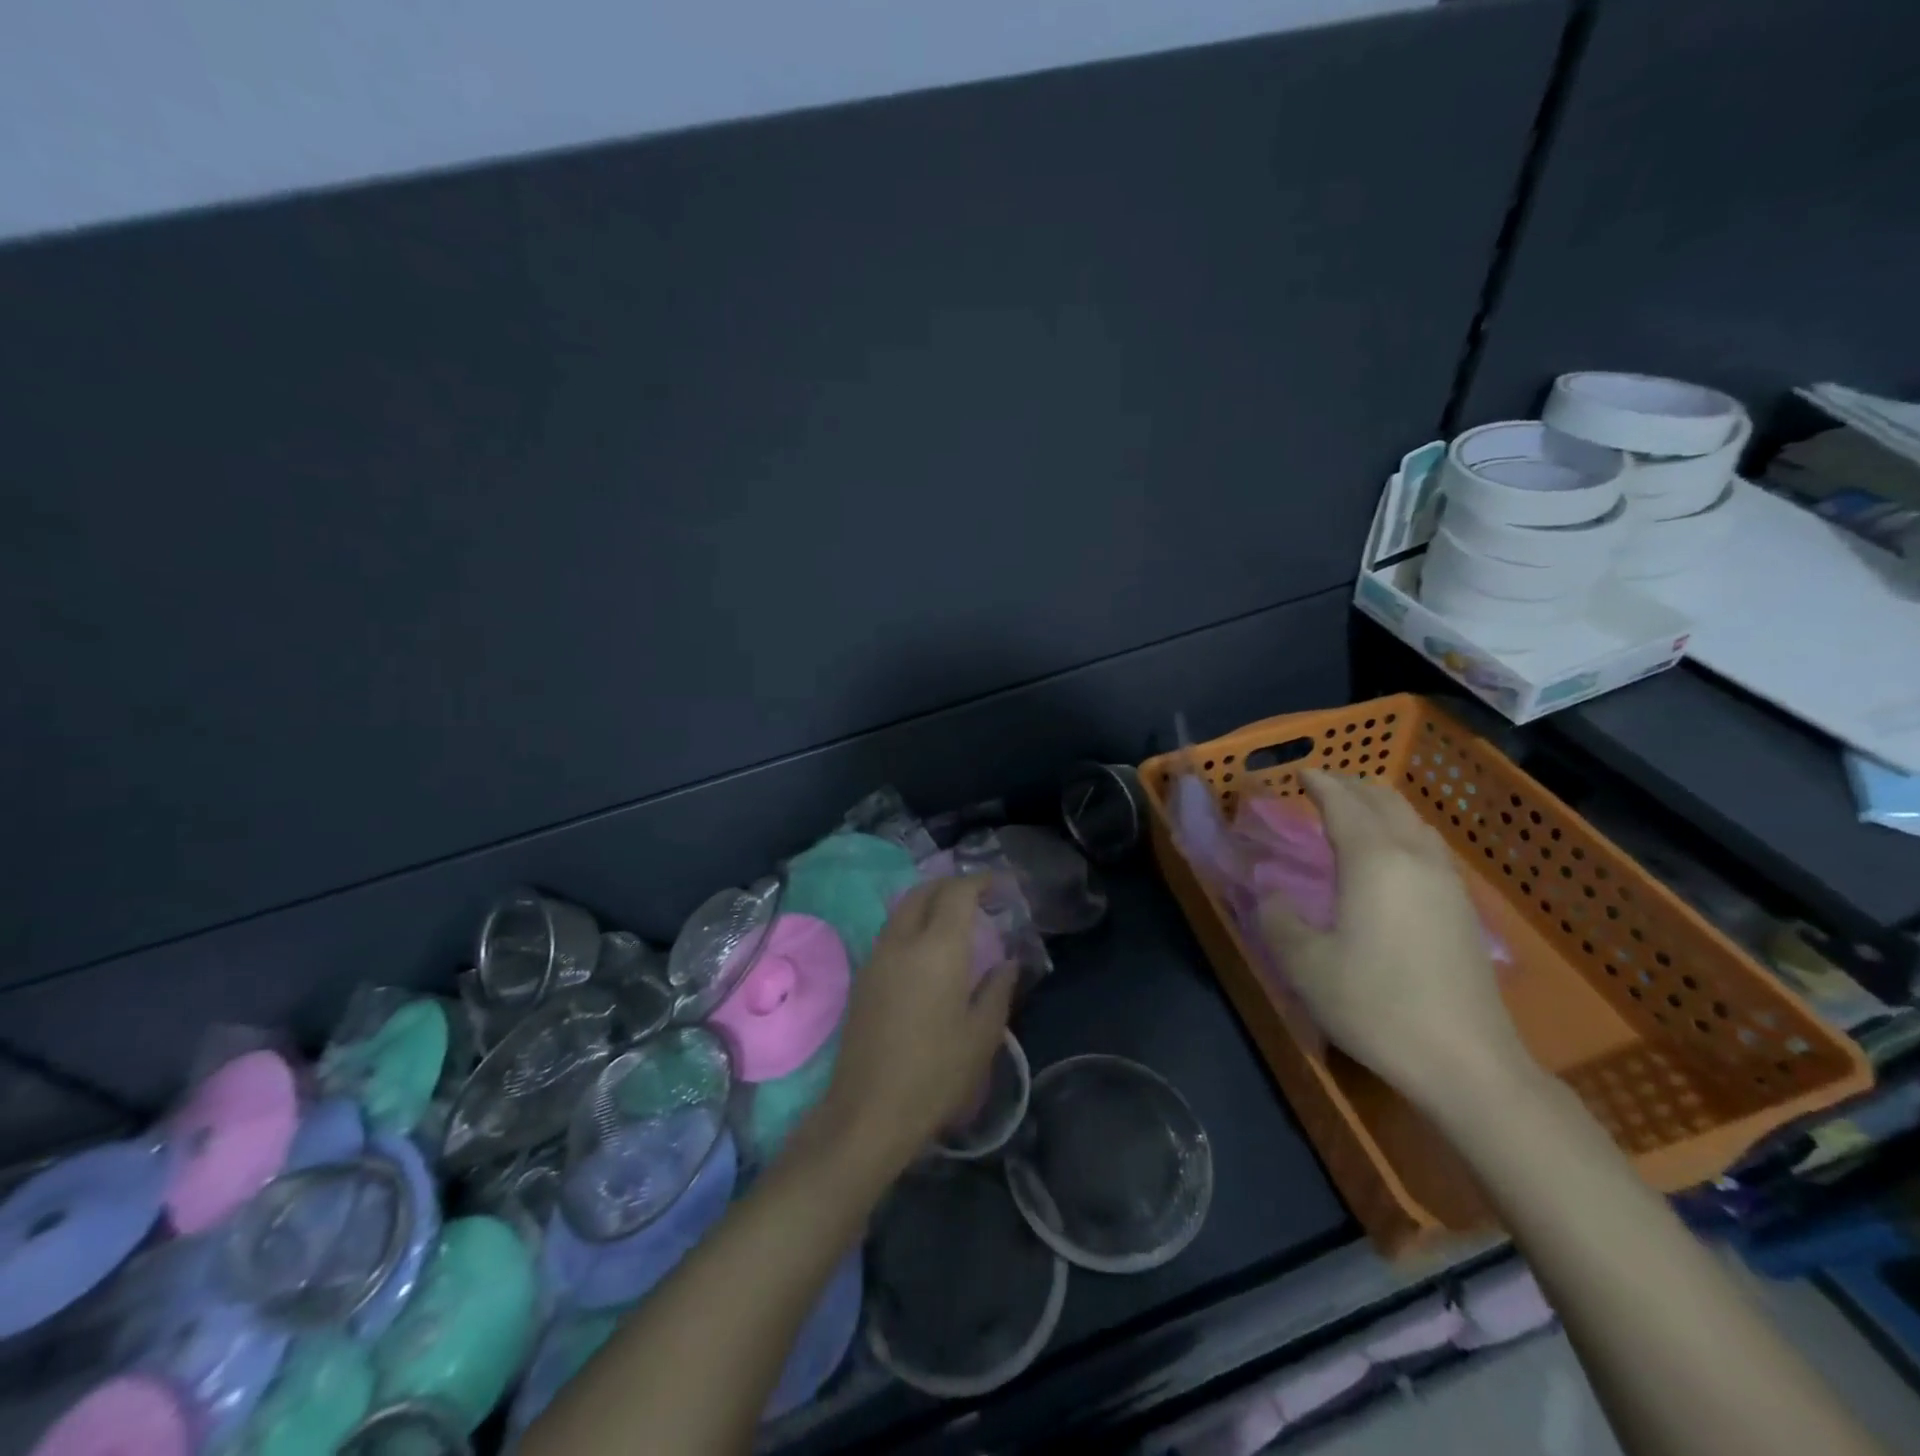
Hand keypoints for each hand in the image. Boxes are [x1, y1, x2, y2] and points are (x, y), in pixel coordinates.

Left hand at [809, 877, 1016, 1176]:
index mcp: (938, 948)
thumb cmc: (936, 1074)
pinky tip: (928, 949)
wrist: (869, 1110)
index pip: (957, 892)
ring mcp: (877, 957)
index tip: (999, 885)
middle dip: (951, 885)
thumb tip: (1008, 962)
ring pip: (903, 909)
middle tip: (978, 896)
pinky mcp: (863, 977)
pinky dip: (912, 923)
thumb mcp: (982, 1035)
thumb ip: (998, 990)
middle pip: (924, 892)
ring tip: (954, 919)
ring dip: (928, 902)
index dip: (979, 881)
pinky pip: (891, 932)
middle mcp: (903, 941)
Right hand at [1257, 771, 1531, 1107]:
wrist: (1466, 1062)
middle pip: (1385, 802)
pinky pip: (1428, 847)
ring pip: (1413, 822)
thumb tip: (1270, 891)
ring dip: (1381, 807)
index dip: (1320, 784)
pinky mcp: (1462, 909)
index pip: (1344, 804)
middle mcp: (1414, 858)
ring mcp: (1446, 883)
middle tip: (1323, 786)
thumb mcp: (1305, 964)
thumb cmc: (1375, 1005)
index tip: (1301, 773)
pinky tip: (1391, 856)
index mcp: (1373, 861)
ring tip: (1355, 813)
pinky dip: (1401, 832)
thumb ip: (1277, 918)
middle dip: (1352, 786)